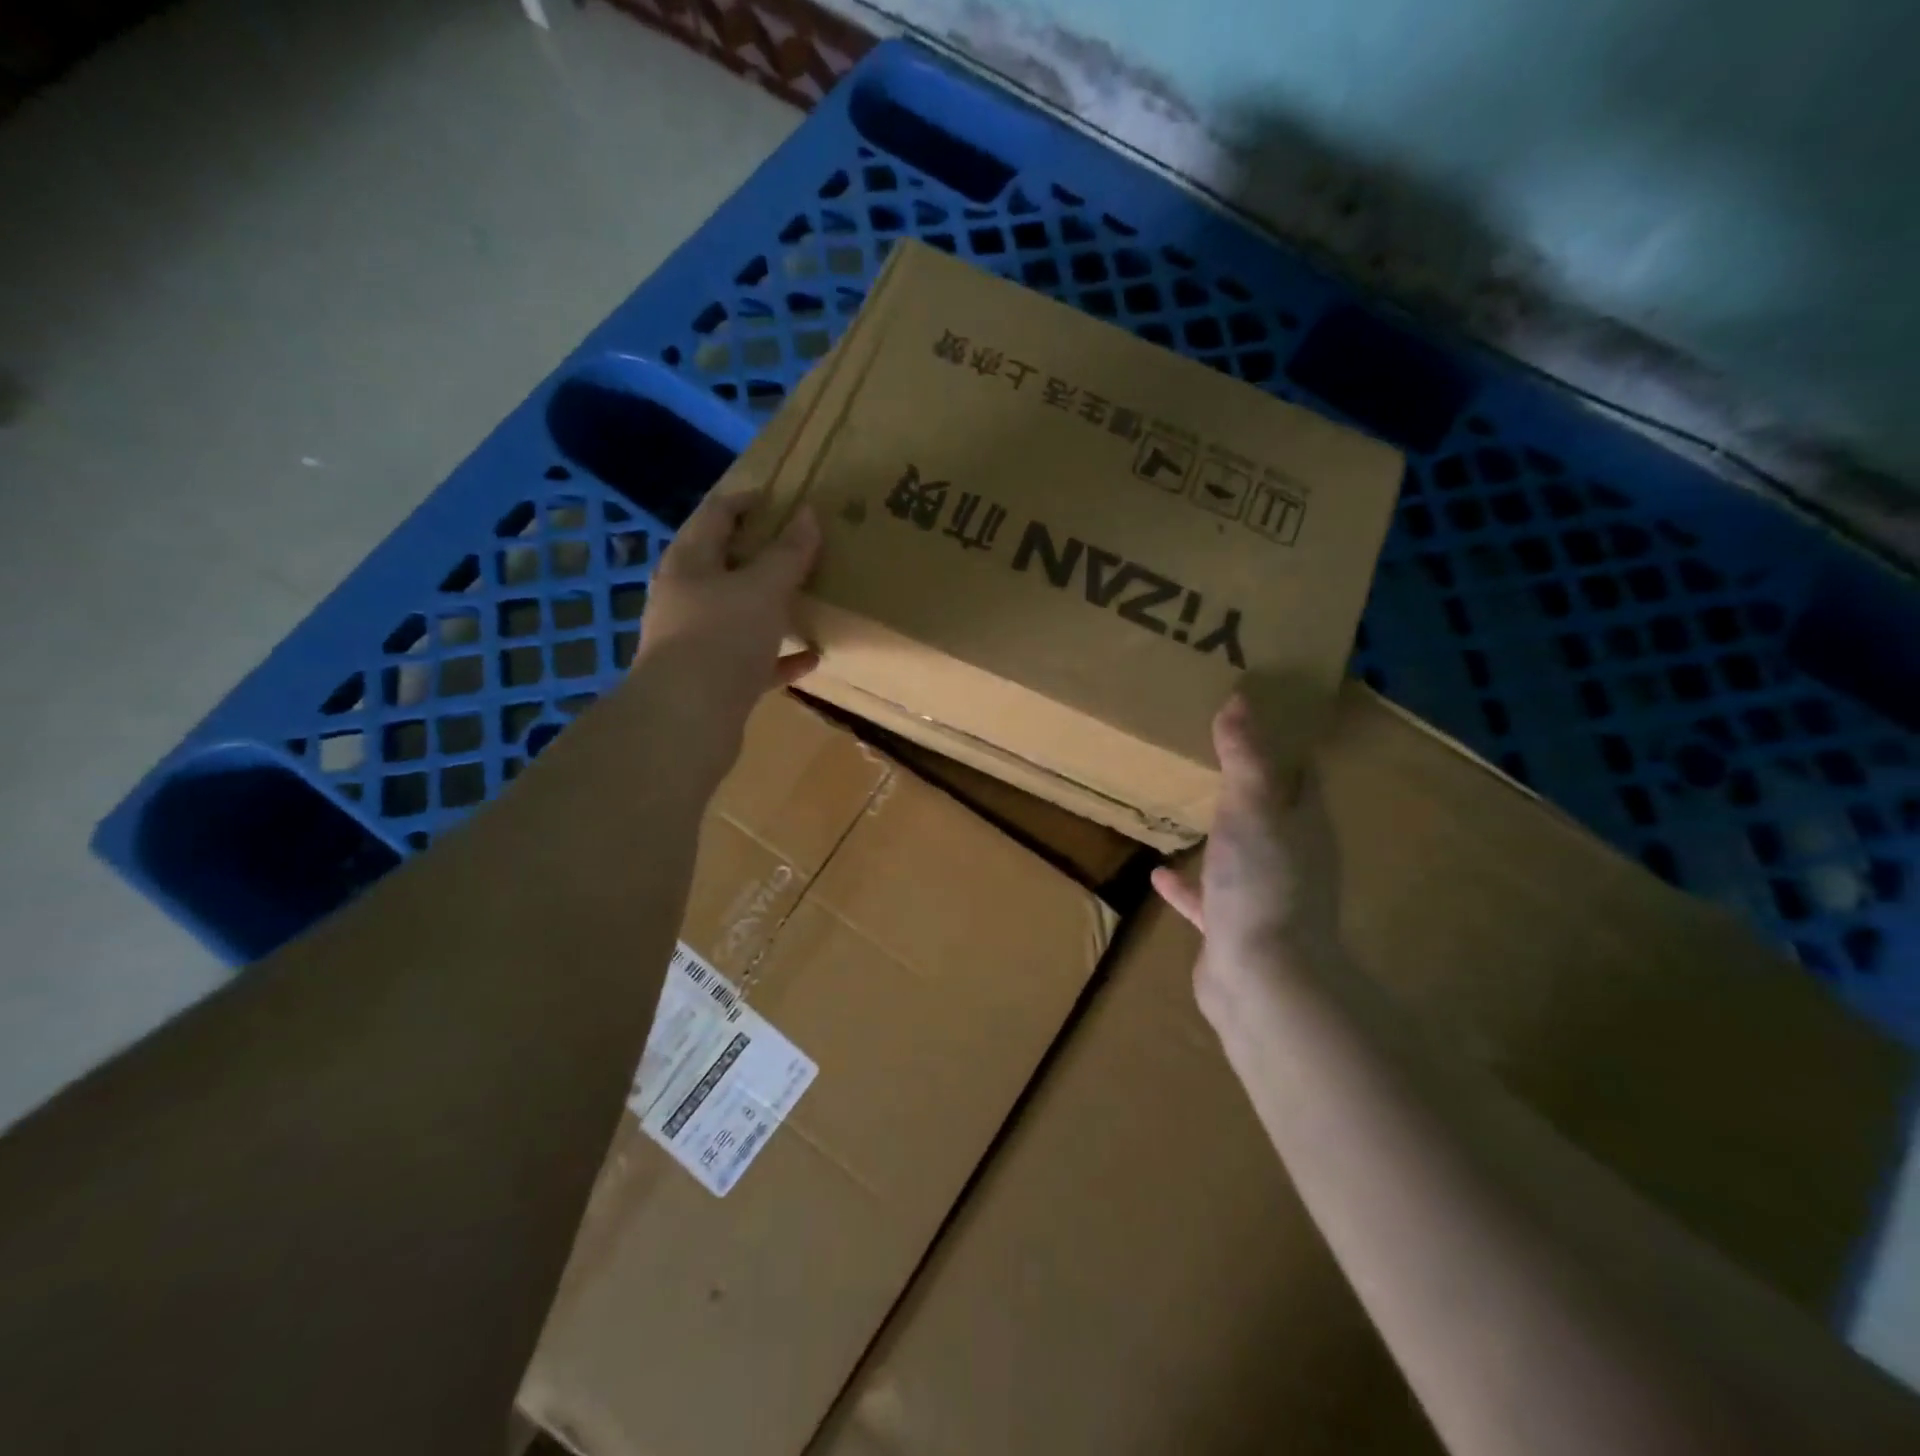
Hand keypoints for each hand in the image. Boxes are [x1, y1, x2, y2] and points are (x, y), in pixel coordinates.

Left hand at [628, 487, 820, 761]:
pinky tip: (812, 656)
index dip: (746, 500)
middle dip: (761, 554)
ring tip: (808, 597)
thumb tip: (808, 515)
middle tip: (801, 545)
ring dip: (771, 606)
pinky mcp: (714, 681)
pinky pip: (753, 661)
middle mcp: (686, 598)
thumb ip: (788, 554)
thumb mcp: (762, 588)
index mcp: (689, 563)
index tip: (780, 496)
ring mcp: (697, 642)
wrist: (687, 721)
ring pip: (739, 614)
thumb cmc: (722, 638)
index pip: (715, 514)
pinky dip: (780, 657)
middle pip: (725, 564)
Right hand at [1150, 692, 1341, 1015]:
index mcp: (1304, 825)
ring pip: (1241, 853)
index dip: (1282, 744)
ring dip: (1221, 834)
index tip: (1255, 716)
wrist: (1261, 977)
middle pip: (1272, 812)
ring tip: (1190, 808)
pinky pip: (1207, 898)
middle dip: (1248, 786)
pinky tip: (1159, 873)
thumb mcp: (1252, 808)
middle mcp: (1291, 858)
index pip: (1300, 775)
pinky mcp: (1232, 927)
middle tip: (1212, 754)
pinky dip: (1187, 885)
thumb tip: (1240, 700)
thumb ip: (1246, 757)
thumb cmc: (1262, 883)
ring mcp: (1262, 895)